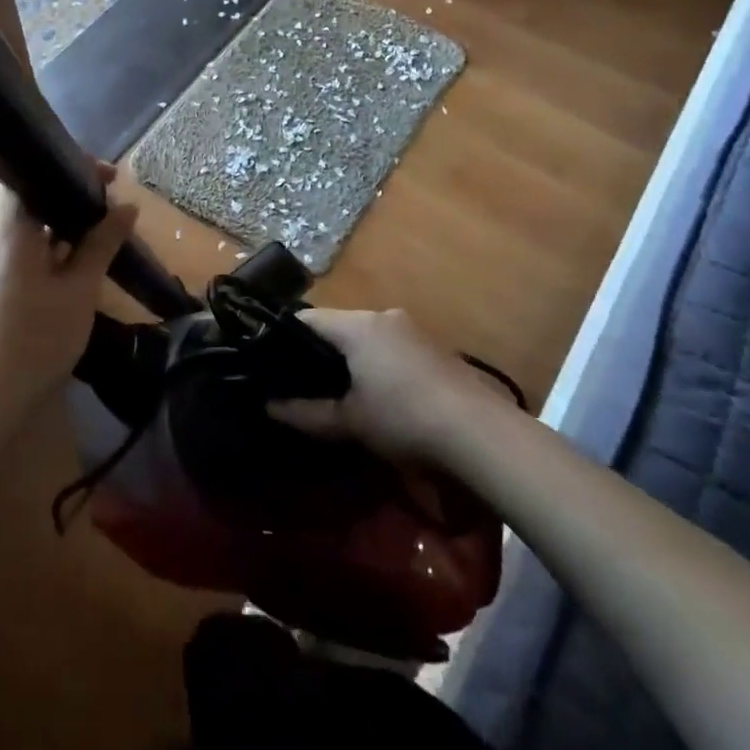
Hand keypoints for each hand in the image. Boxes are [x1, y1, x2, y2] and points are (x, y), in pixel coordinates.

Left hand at [0, 169, 137, 433]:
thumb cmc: (30, 341)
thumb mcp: (78, 292)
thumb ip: (101, 243)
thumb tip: (127, 206)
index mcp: (3, 221)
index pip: (26, 164)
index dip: (68, 163)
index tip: (107, 179)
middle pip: (23, 192)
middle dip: (67, 195)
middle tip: (109, 211)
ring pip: (17, 221)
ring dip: (54, 224)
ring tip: (94, 239)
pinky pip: (8, 245)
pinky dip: (38, 245)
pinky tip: (65, 268)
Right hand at [268, 308, 504, 462]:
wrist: (480, 433)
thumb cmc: (404, 418)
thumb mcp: (349, 421)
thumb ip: (306, 413)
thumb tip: (269, 407)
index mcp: (357, 325)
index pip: (308, 318)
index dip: (286, 339)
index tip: (274, 363)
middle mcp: (384, 316)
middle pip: (340, 325)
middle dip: (322, 352)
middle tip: (306, 384)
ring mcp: (413, 330)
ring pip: (368, 336)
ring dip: (354, 359)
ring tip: (344, 393)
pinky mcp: (435, 348)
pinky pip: (393, 347)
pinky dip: (380, 364)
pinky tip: (384, 396)